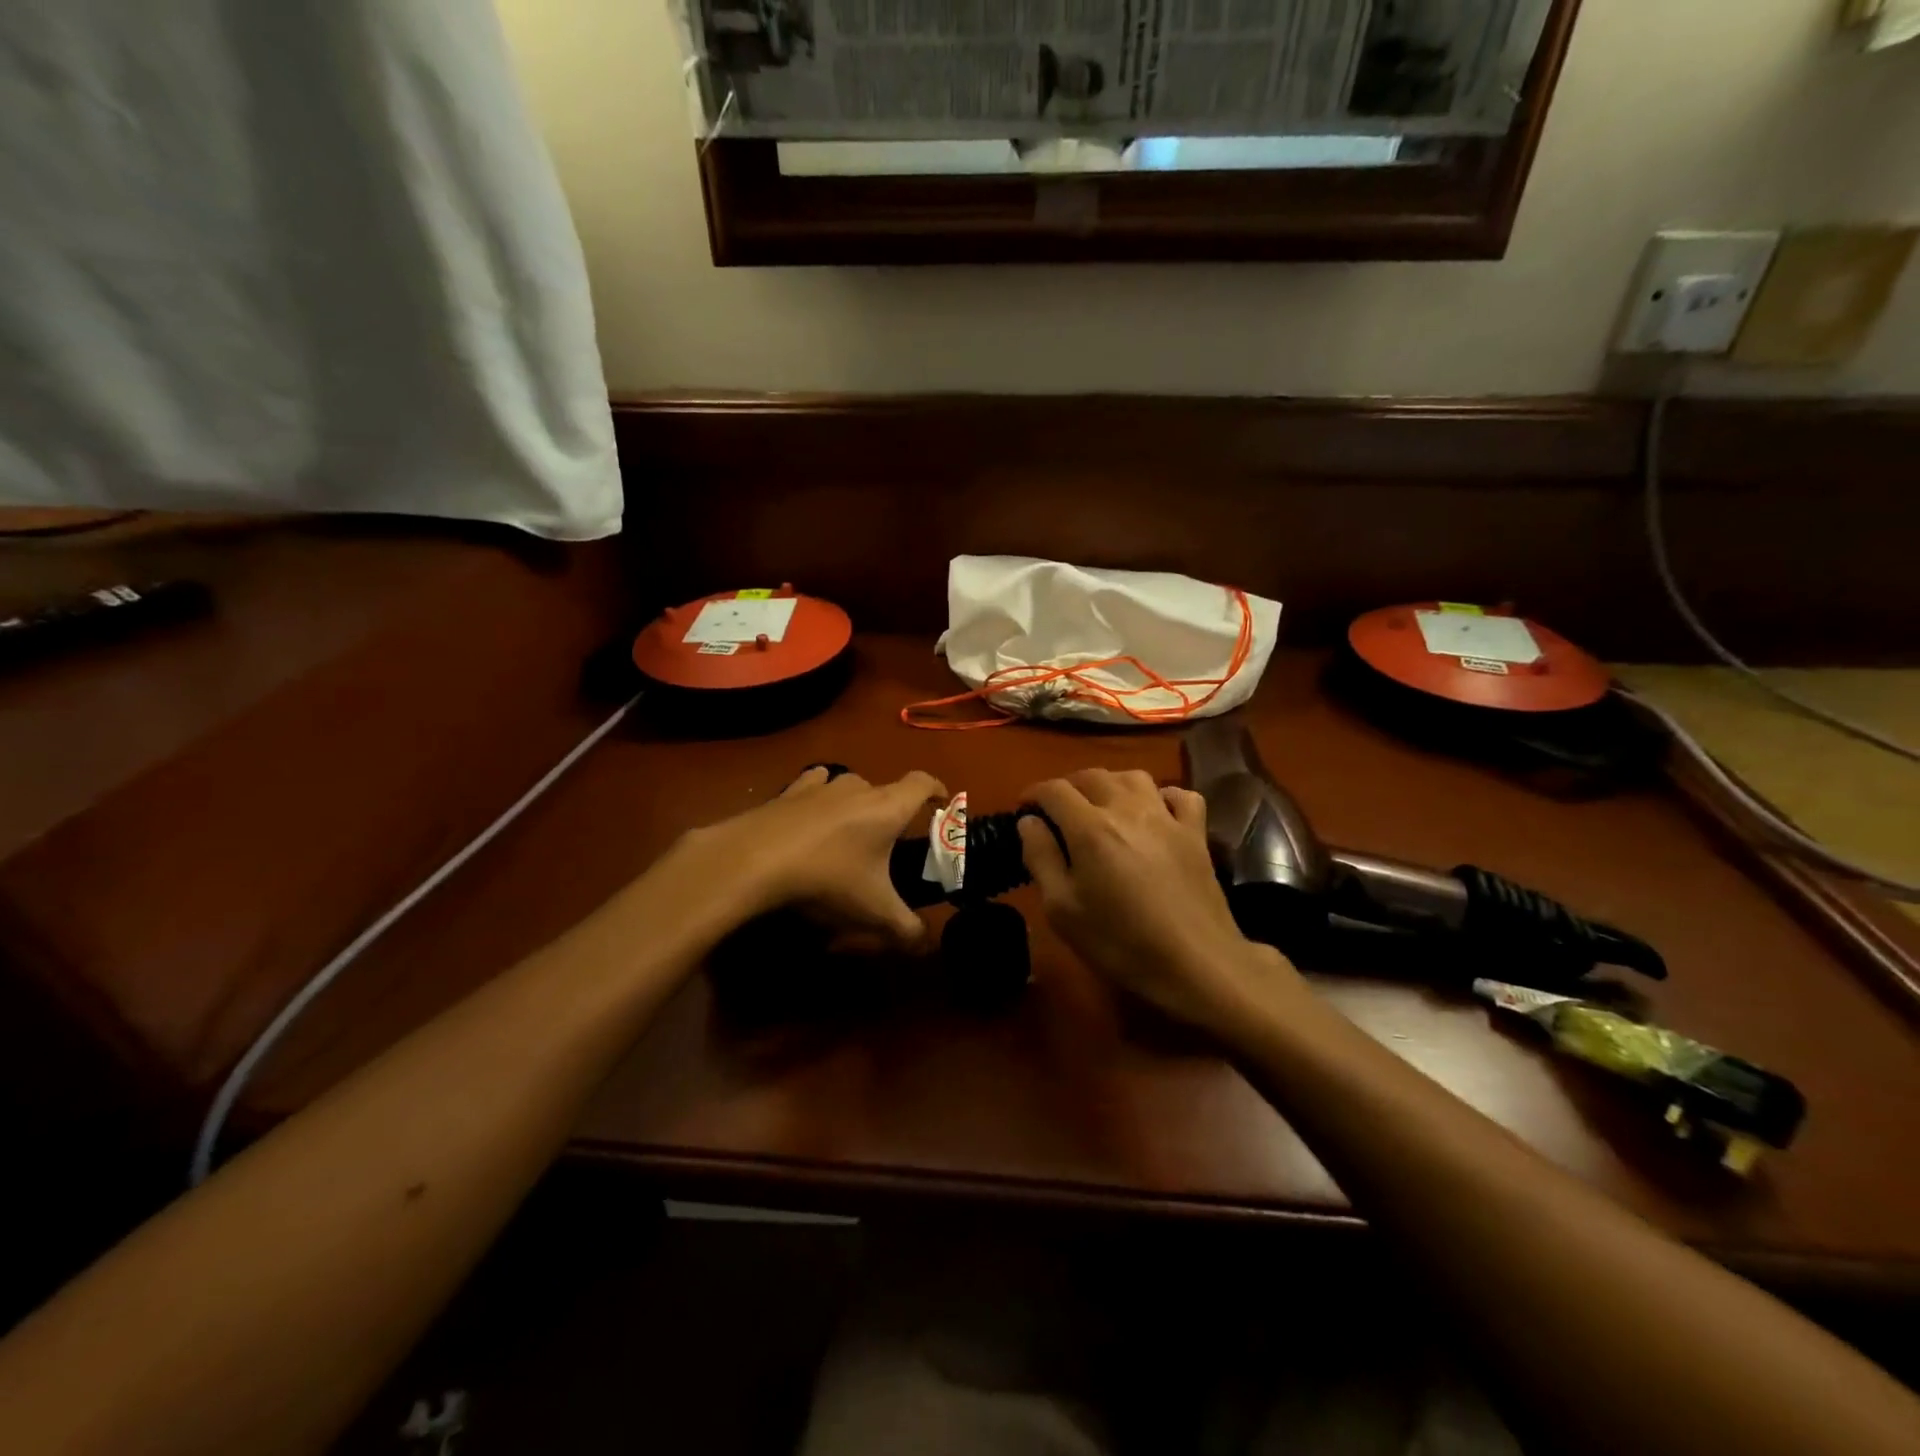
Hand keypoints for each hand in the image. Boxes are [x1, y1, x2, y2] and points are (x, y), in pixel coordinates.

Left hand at [657, 765, 946, 947]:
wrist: (755, 860)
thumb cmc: (828, 878)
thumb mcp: (874, 911)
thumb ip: (905, 928)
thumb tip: (925, 943)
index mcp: (887, 808)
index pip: (921, 783)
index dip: (936, 789)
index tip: (942, 802)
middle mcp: (857, 788)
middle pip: (884, 788)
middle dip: (892, 808)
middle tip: (888, 839)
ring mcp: (819, 786)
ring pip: (847, 784)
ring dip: (854, 801)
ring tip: (849, 828)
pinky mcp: (786, 793)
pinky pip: (812, 786)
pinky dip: (818, 797)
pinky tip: (808, 816)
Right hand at [1017, 769, 1298, 1037]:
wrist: (1197, 964)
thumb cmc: (1121, 943)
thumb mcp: (1063, 910)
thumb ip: (1041, 858)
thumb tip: (1029, 822)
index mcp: (1090, 828)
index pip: (1054, 790)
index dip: (1033, 794)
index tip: (1024, 810)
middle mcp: (1127, 809)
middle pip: (1092, 776)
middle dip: (1067, 786)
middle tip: (1057, 810)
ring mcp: (1167, 817)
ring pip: (1134, 776)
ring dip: (1110, 783)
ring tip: (1101, 805)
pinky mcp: (1196, 833)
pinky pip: (1180, 795)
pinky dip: (1162, 795)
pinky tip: (1155, 811)